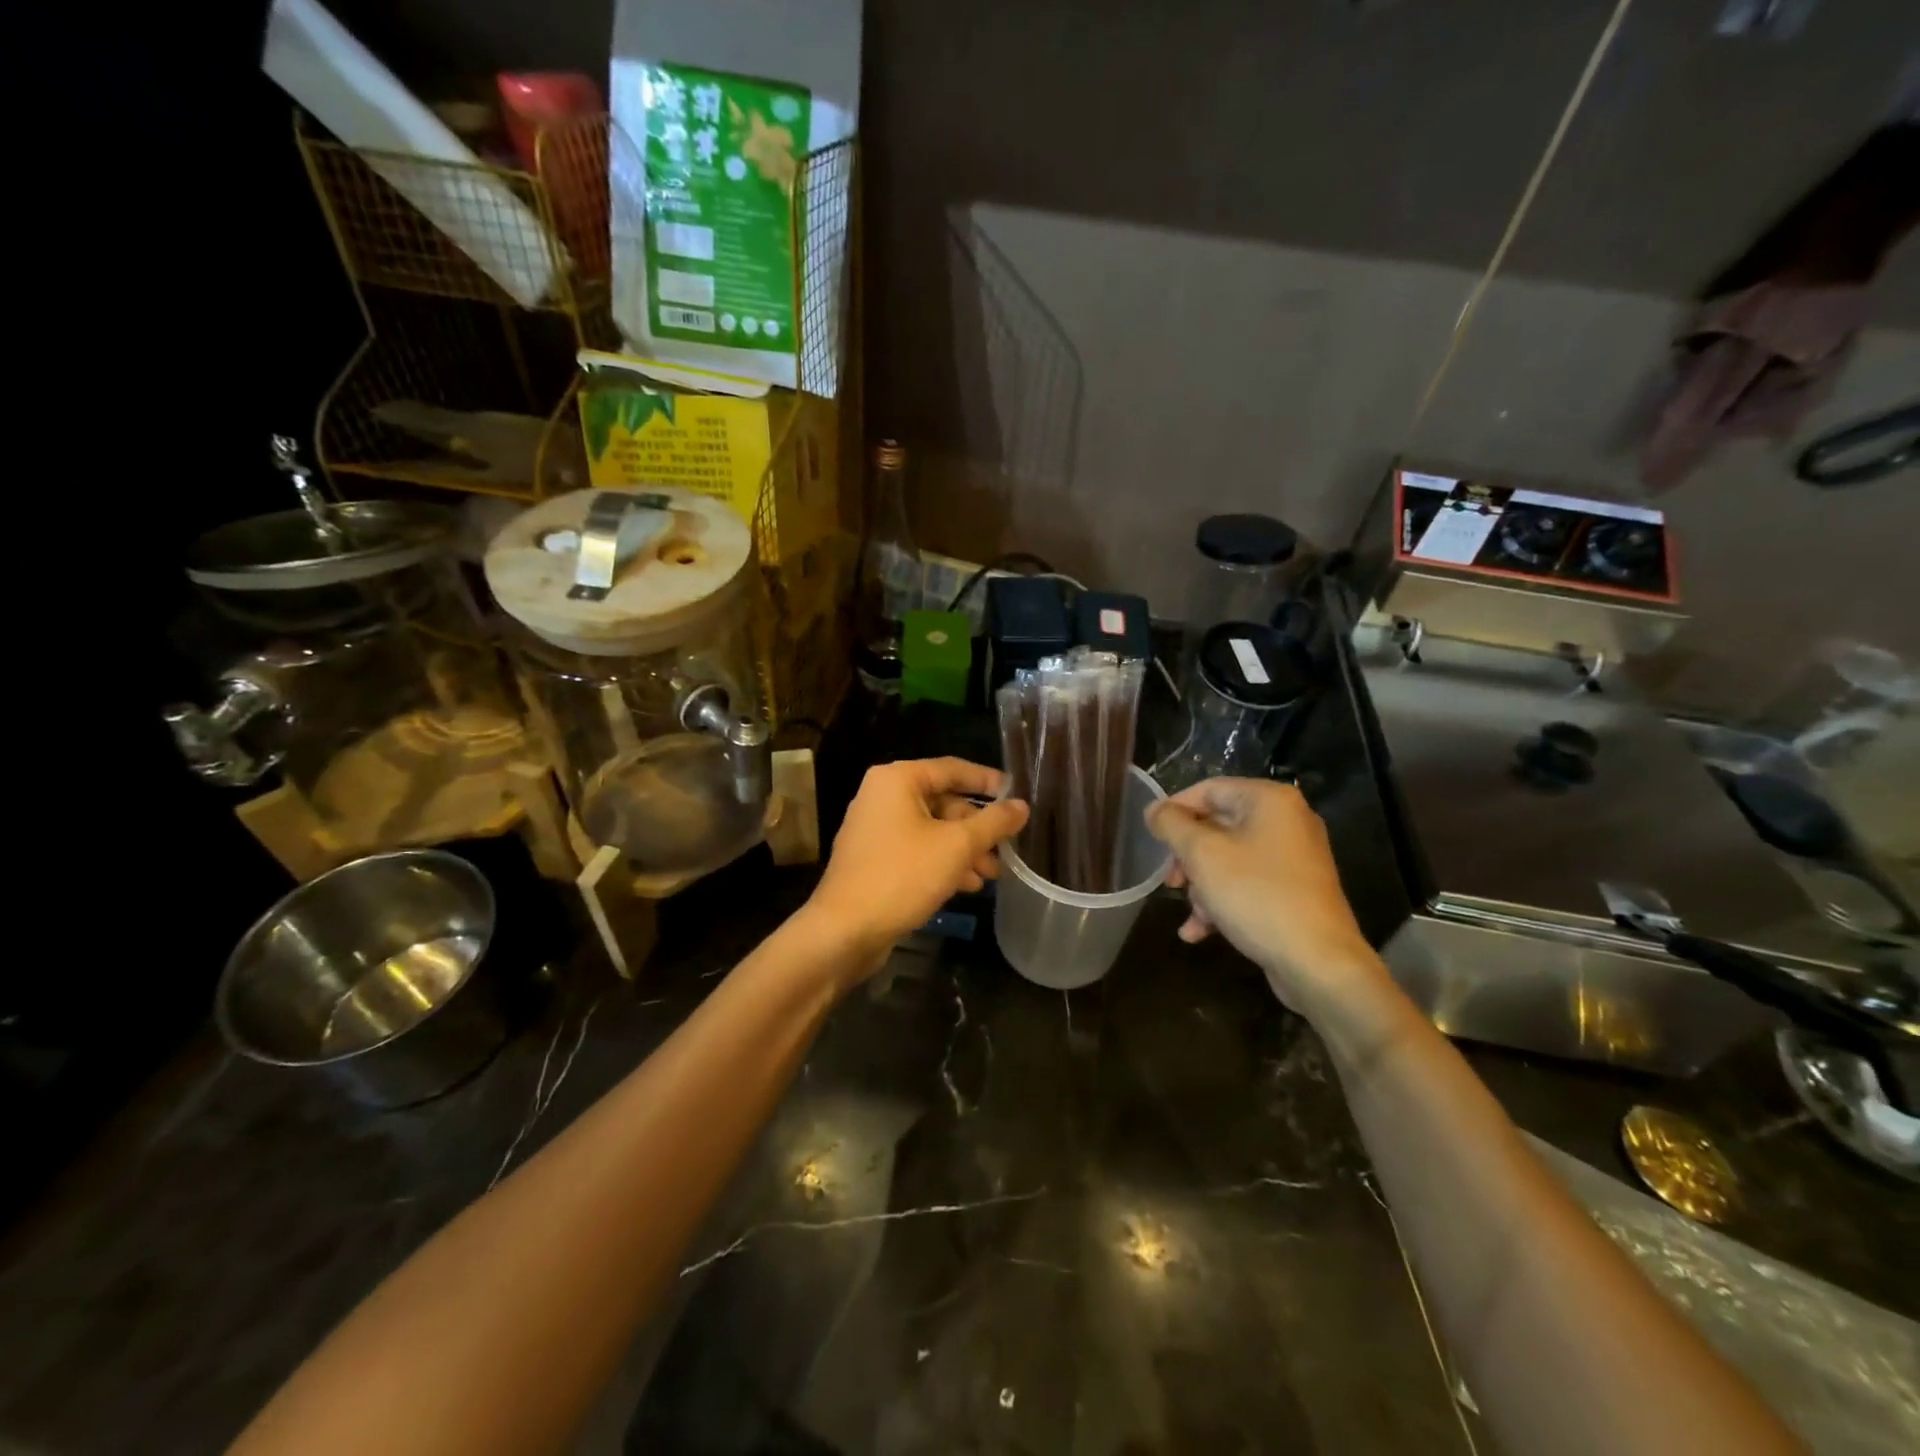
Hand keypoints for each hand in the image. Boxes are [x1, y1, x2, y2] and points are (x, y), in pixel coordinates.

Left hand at [804, 758, 1028, 968]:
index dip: (988, 781)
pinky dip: (942, 862)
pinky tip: (966, 886)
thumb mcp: (957, 846)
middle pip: (943, 802)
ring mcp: (875, 829)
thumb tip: (1022, 805)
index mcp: (897, 780)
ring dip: (964, 850)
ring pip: (932, 830)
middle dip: (977, 828)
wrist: (844, 930)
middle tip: (1006, 849)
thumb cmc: (902, 876)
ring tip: (991, 875)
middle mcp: (882, 796)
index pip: (953, 769)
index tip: (1017, 796)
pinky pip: (917, 850)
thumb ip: (993, 822)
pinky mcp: (874, 859)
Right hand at [1146, 778, 1386, 1016]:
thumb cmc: (1255, 895)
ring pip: (1230, 859)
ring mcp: (1294, 858)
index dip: (1174, 810)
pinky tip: (1200, 932)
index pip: (1208, 789)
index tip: (1150, 838)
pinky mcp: (1296, 891)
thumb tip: (1154, 809)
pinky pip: (1248, 884)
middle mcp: (1287, 821)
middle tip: (1170, 881)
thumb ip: (1172, 825)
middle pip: (1218, 826)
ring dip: (1202, 885)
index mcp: (1269, 800)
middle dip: (1188, 857)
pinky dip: (1223, 901)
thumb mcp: (1202, 854)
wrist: (1318, 962)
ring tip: (1192, 914)